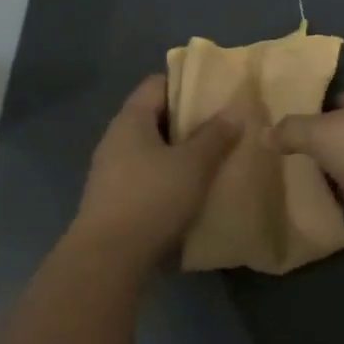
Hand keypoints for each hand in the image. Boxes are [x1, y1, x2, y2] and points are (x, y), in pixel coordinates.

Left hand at [68, 77, 239, 273]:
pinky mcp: (114, 200)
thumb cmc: (152, 199)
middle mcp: (116, 139)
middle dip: (189, 121)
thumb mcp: (193, 165)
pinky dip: (169, 177)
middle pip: (155, 116)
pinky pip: (147, 176)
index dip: (186, 83)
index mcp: (131, 120)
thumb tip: (235, 108)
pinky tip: (192, 191)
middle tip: (224, 127)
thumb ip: (216, 135)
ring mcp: (111, 171)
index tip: (217, 93)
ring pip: (152, 149)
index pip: (157, 83)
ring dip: (180, 152)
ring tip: (214, 159)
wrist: (107, 260)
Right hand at [268, 85, 343, 246]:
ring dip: (340, 175)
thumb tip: (264, 133)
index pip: (339, 100)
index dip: (314, 115)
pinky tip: (331, 205)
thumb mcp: (322, 133)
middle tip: (292, 162)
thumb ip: (292, 131)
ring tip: (305, 185)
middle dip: (325, 148)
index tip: (288, 134)